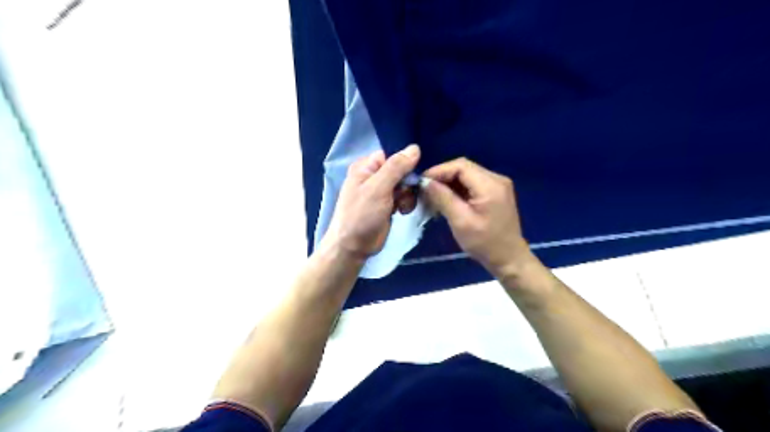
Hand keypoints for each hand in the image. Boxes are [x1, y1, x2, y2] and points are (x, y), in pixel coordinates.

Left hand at [323, 144, 424, 259]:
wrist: (354, 246)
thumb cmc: (361, 215)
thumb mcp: (378, 188)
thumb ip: (396, 167)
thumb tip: (415, 147)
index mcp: (366, 166)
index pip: (392, 154)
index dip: (405, 162)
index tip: (414, 172)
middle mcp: (374, 176)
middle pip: (401, 169)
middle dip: (408, 182)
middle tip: (405, 194)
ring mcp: (382, 191)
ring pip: (406, 184)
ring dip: (408, 195)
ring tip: (401, 206)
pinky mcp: (389, 204)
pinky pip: (404, 197)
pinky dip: (407, 203)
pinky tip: (402, 212)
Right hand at [420, 159, 536, 279]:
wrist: (509, 259)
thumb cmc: (485, 243)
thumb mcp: (460, 221)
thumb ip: (443, 198)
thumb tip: (425, 182)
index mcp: (490, 185)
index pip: (460, 166)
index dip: (438, 171)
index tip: (421, 183)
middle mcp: (496, 179)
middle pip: (463, 168)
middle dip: (442, 177)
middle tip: (424, 191)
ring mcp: (497, 185)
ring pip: (466, 175)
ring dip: (448, 184)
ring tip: (432, 197)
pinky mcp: (495, 192)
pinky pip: (472, 184)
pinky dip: (457, 189)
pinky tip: (446, 200)